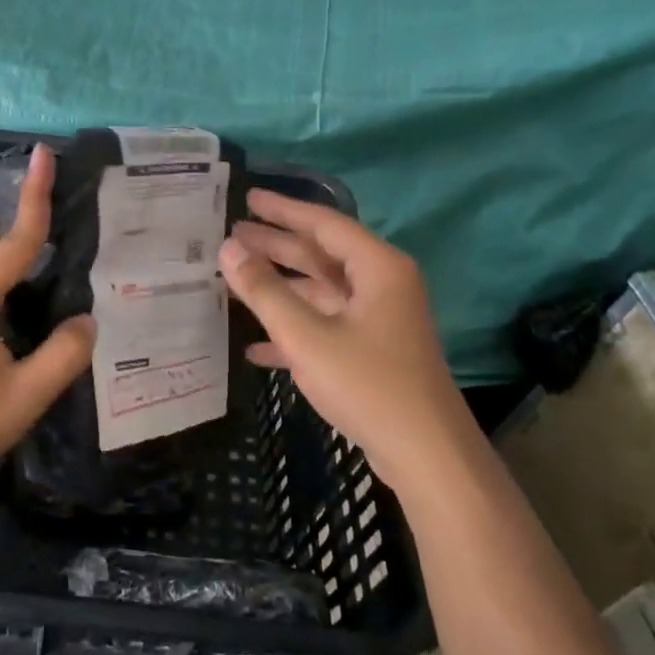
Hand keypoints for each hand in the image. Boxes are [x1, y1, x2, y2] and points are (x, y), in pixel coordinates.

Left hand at [0, 144, 94, 484]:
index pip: (15, 238)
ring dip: (19, 243)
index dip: (35, 196)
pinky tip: (36, 293)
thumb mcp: (22, 396)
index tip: (43, 154)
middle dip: (27, 213)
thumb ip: (62, 357)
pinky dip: (13, 270)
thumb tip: (89, 321)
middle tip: (69, 203)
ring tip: (62, 243)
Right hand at [219, 190, 463, 470]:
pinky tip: (255, 347)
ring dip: (279, 288)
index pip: (323, 224)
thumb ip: (264, 290)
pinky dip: (294, 330)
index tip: (248, 197)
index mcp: (377, 268)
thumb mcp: (306, 335)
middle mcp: (382, 285)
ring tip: (234, 279)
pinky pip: (326, 326)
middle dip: (276, 246)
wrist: (427, 457)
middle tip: (232, 232)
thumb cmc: (368, 383)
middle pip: (321, 255)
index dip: (283, 209)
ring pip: (320, 292)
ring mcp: (378, 320)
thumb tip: (228, 248)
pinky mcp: (373, 351)